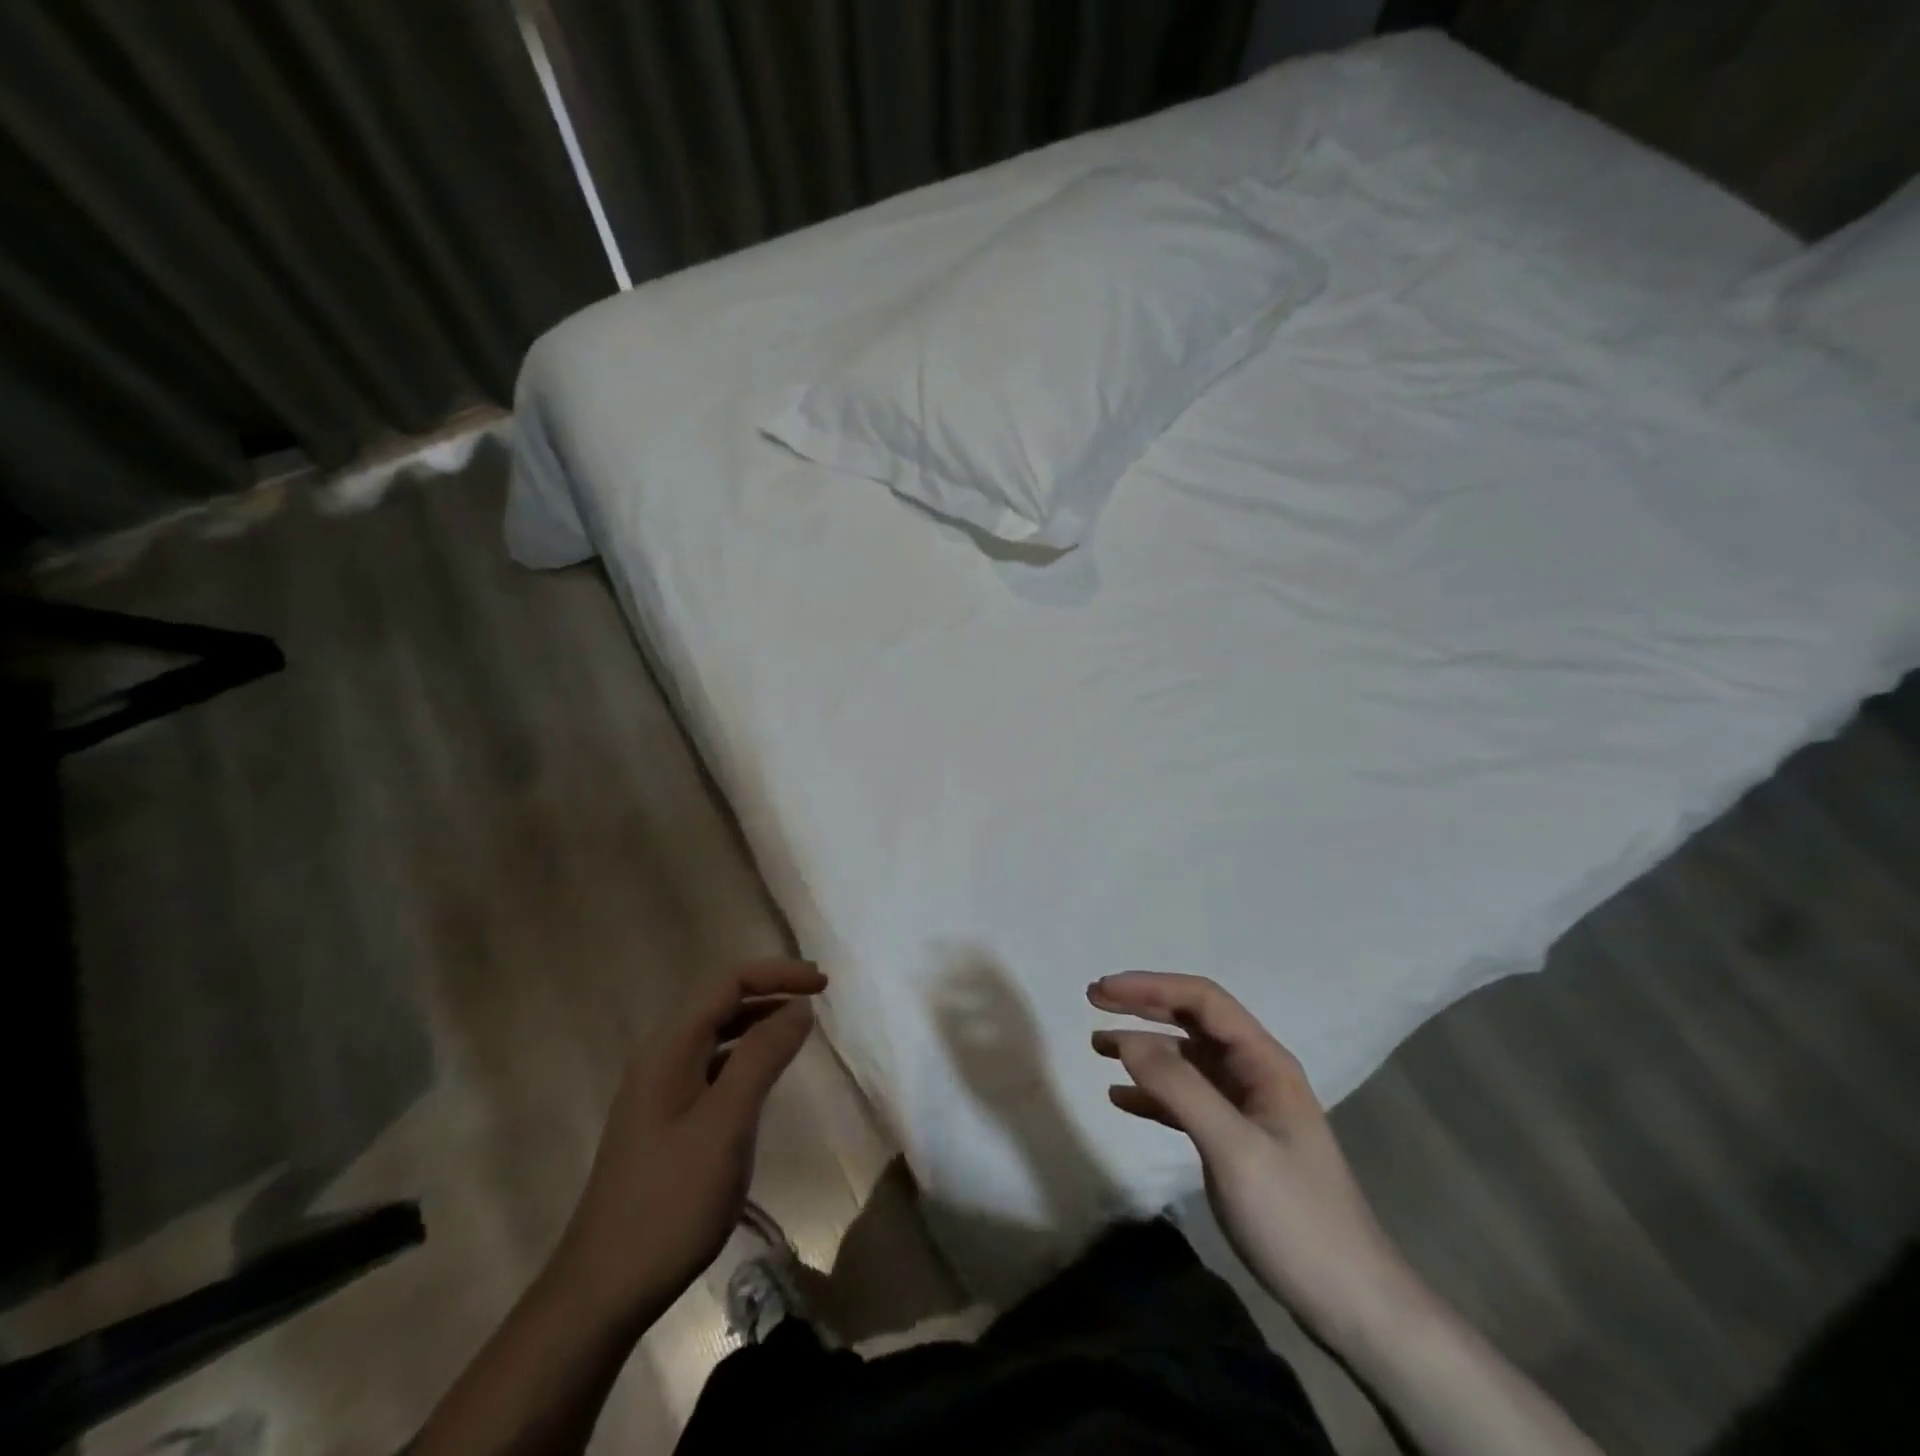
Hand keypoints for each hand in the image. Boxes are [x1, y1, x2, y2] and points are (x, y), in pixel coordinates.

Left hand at [551, 959, 826, 1331]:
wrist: (604, 1289)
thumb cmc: (671, 1202)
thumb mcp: (726, 1124)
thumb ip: (763, 1057)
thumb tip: (798, 1007)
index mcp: (670, 1048)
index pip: (728, 982)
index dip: (778, 973)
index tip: (823, 985)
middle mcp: (661, 1057)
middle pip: (721, 1001)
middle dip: (771, 990)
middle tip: (819, 998)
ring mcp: (660, 1089)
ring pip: (717, 1034)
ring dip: (759, 1021)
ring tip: (800, 1028)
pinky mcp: (665, 1119)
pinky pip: (712, 1066)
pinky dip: (746, 1056)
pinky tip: (766, 1075)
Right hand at [1089, 971, 1420, 1349]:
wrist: (1351, 1306)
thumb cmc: (1295, 1218)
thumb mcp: (1234, 1148)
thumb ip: (1180, 1088)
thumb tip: (1127, 1040)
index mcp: (1264, 1062)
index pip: (1203, 1001)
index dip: (1151, 987)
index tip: (1104, 990)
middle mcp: (1254, 1074)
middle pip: (1193, 1022)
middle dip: (1144, 1007)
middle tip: (1094, 1000)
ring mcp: (1245, 1108)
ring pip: (1186, 1061)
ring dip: (1143, 1049)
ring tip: (1097, 1047)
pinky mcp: (1235, 1142)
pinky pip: (1186, 1101)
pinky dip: (1152, 1094)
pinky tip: (1121, 1099)